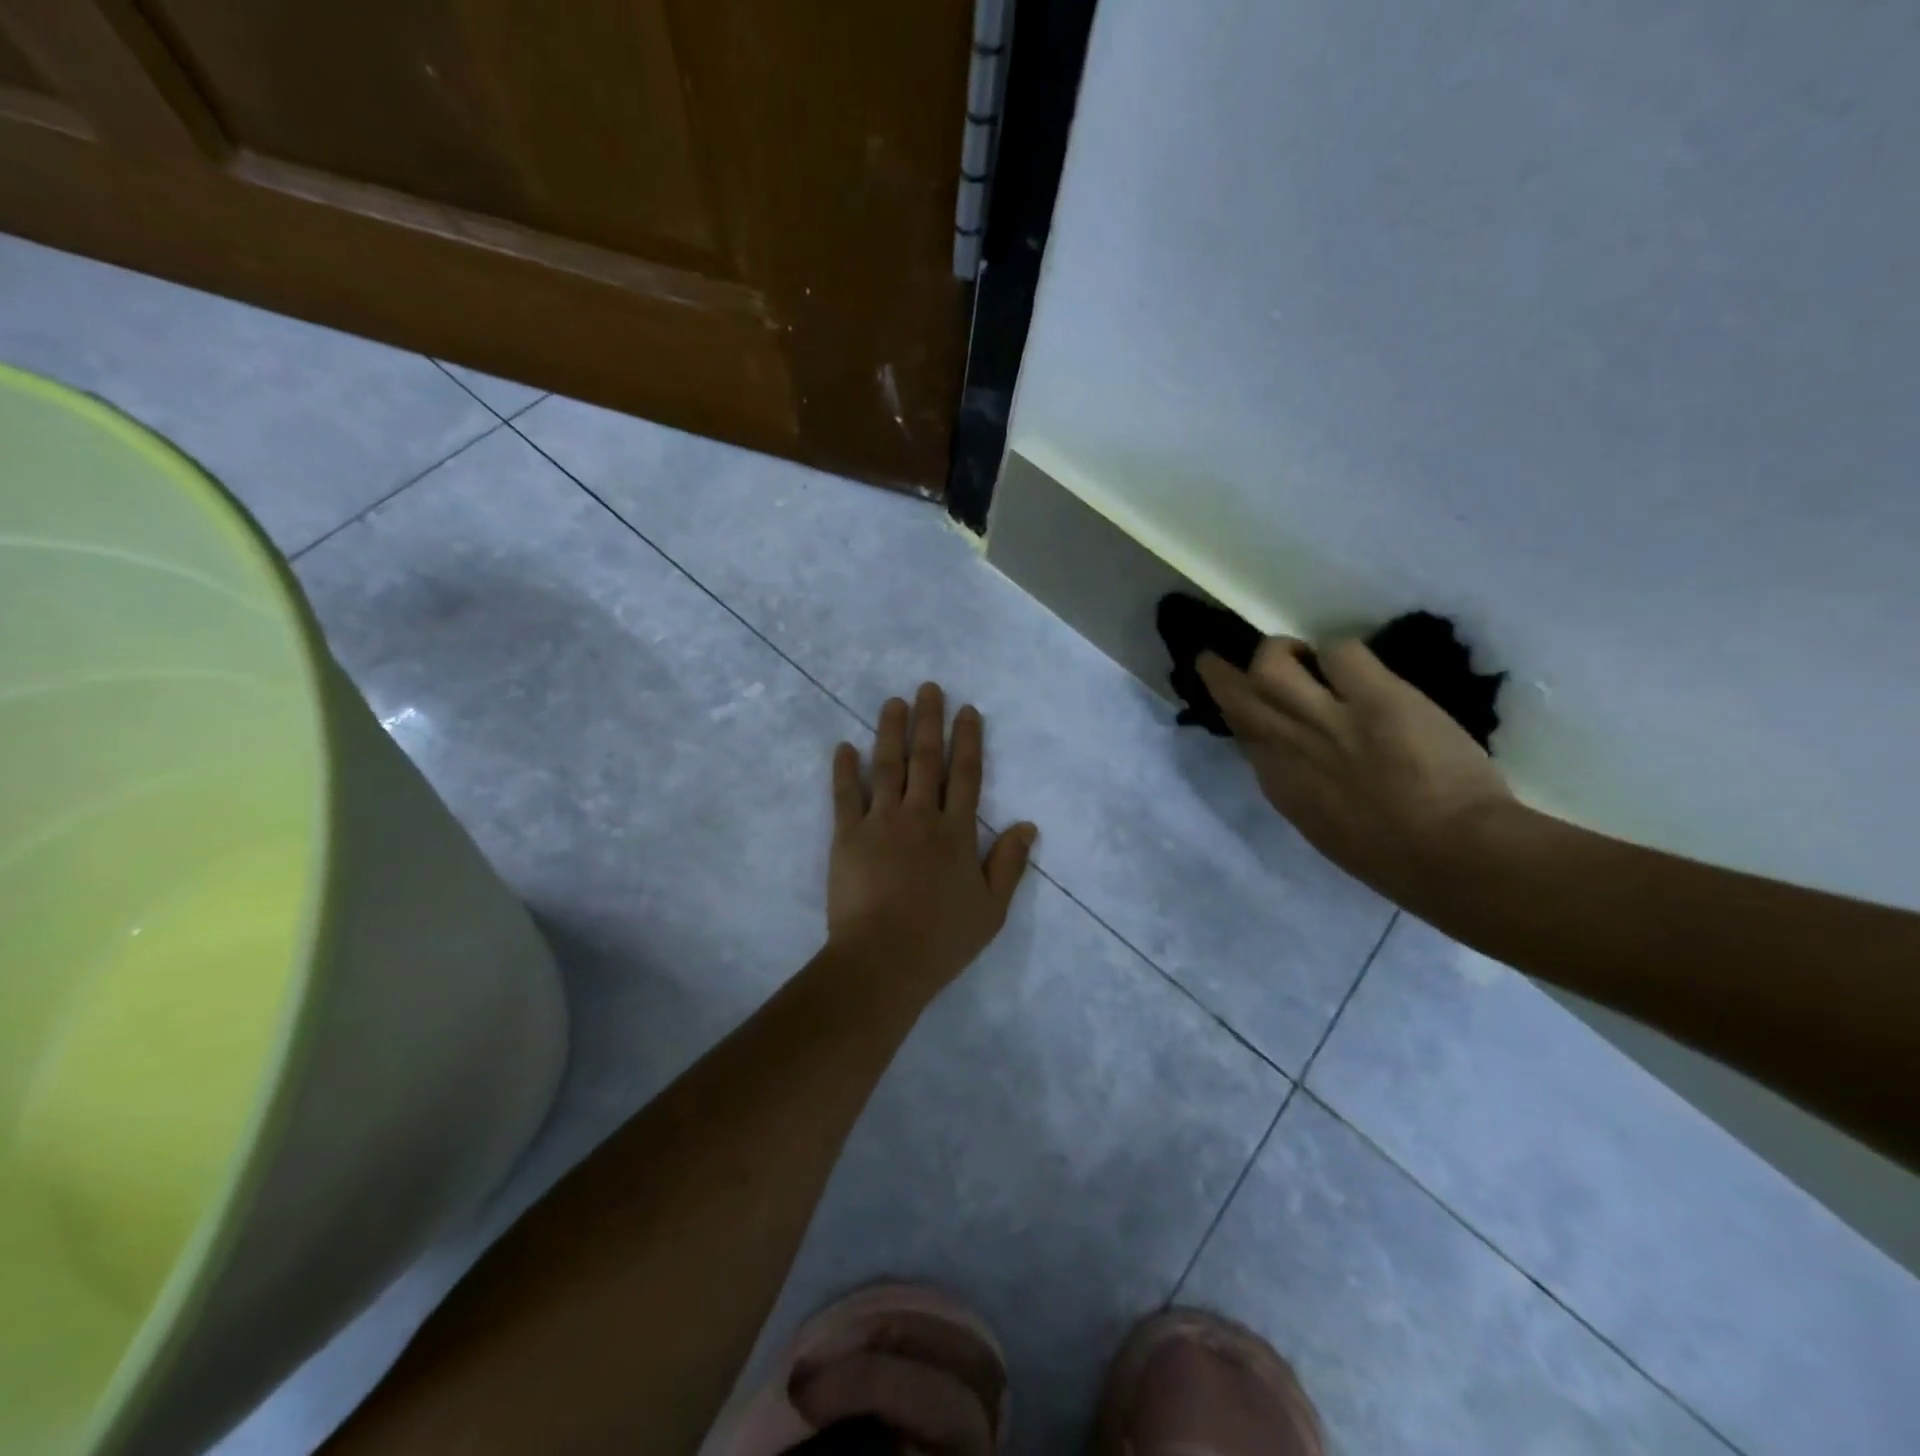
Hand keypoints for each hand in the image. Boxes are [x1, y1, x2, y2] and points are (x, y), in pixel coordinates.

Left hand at [827, 683, 1037, 1000]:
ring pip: (887, 766)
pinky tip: (845, 746)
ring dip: (890, 731)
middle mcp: (920, 816)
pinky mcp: (847, 836)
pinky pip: (845, 795)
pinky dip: (845, 769)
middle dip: (929, 721)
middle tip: (929, 688)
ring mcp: (881, 822)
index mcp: (957, 833)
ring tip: (893, 702)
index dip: (968, 740)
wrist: (883, 960)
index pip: (966, 775)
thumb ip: (1009, 864)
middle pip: (926, 760)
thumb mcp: (992, 909)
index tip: (967, 710)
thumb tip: (1028, 825)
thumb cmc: (942, 939)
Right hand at [1197, 638, 1514, 902]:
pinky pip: (1340, 651)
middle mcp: (1287, 744)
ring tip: (1300, 652)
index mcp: (1279, 783)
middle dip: (1220, 671)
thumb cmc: (1391, 858)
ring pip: (1271, 663)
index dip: (1234, 710)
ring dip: (1280, 651)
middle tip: (1217, 655)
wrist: (1452, 855)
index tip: (1237, 700)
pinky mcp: (1374, 696)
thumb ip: (1300, 785)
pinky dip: (1342, 653)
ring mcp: (1326, 717)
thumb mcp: (1323, 826)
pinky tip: (1359, 667)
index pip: (1241, 733)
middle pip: (1236, 693)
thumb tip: (1295, 757)